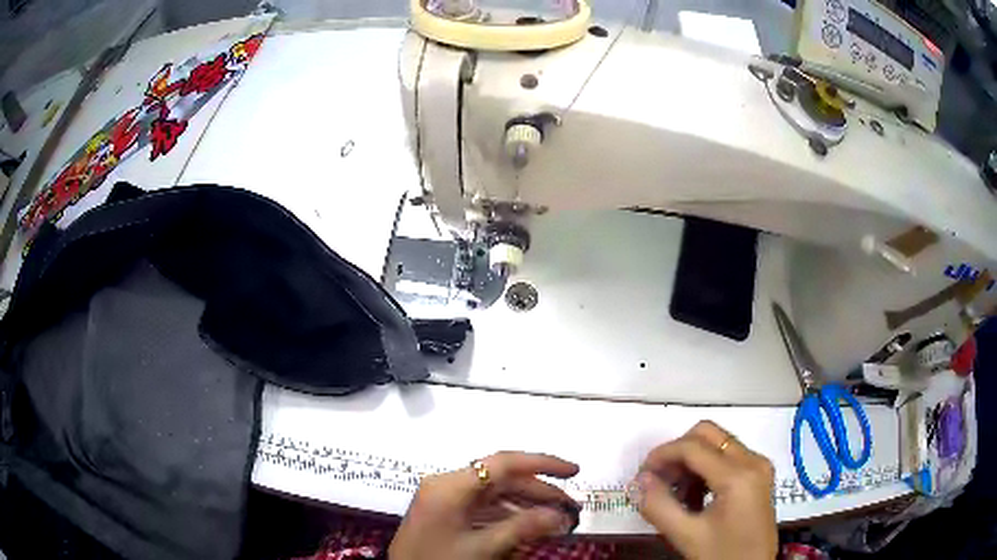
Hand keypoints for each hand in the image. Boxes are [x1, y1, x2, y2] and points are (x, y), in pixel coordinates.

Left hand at [389, 451, 580, 559]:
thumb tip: (560, 515)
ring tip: (556, 519)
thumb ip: (522, 528)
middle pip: (501, 479)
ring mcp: (445, 498)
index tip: (574, 471)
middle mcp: (447, 484)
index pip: (503, 463)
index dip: (542, 463)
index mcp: (450, 485)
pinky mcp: (446, 513)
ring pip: (494, 494)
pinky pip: (483, 507)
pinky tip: (528, 526)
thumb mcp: (481, 548)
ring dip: (526, 504)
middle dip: (538, 491)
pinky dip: (508, 515)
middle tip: (571, 507)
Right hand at [634, 421, 776, 559]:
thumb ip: (659, 507)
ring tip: (675, 493)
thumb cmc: (722, 555)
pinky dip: (705, 468)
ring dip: (691, 461)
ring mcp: (759, 466)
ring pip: (718, 443)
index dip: (661, 455)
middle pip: (708, 434)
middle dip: (677, 452)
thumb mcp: (687, 536)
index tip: (641, 475)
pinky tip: (694, 496)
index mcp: (738, 475)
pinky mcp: (759, 475)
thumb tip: (639, 481)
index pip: (693, 447)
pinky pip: (728, 456)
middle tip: (658, 480)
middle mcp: (753, 460)